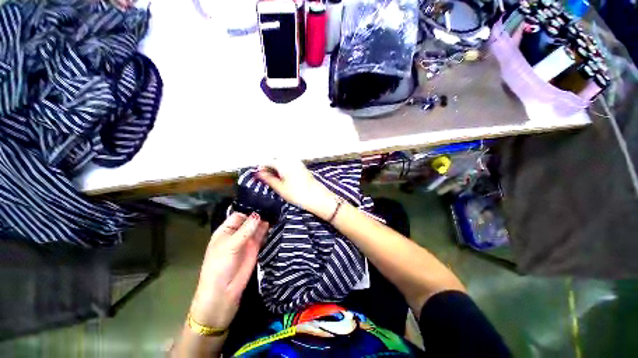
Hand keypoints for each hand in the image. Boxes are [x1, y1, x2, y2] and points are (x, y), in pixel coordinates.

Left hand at [189, 212, 268, 329]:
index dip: (250, 209)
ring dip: (266, 220)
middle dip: (260, 213)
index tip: (263, 202)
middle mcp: (237, 234)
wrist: (223, 293)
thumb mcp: (230, 246)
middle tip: (275, 204)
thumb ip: (245, 230)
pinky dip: (268, 230)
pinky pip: (263, 236)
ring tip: (278, 210)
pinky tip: (277, 222)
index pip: (239, 215)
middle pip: (250, 220)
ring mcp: (247, 241)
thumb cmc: (220, 267)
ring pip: (257, 227)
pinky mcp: (256, 248)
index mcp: (226, 231)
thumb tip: (258, 214)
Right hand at [256, 161, 338, 220]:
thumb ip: (269, 179)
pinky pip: (290, 164)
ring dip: (277, 167)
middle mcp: (291, 160)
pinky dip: (285, 168)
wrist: (317, 197)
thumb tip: (259, 173)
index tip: (259, 175)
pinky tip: (285, 177)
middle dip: (270, 166)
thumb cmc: (298, 194)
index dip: (262, 167)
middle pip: (276, 159)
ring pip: (283, 161)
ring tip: (275, 178)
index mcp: (284, 164)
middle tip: (266, 176)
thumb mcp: (280, 188)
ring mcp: (298, 163)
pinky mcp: (303, 167)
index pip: (268, 161)